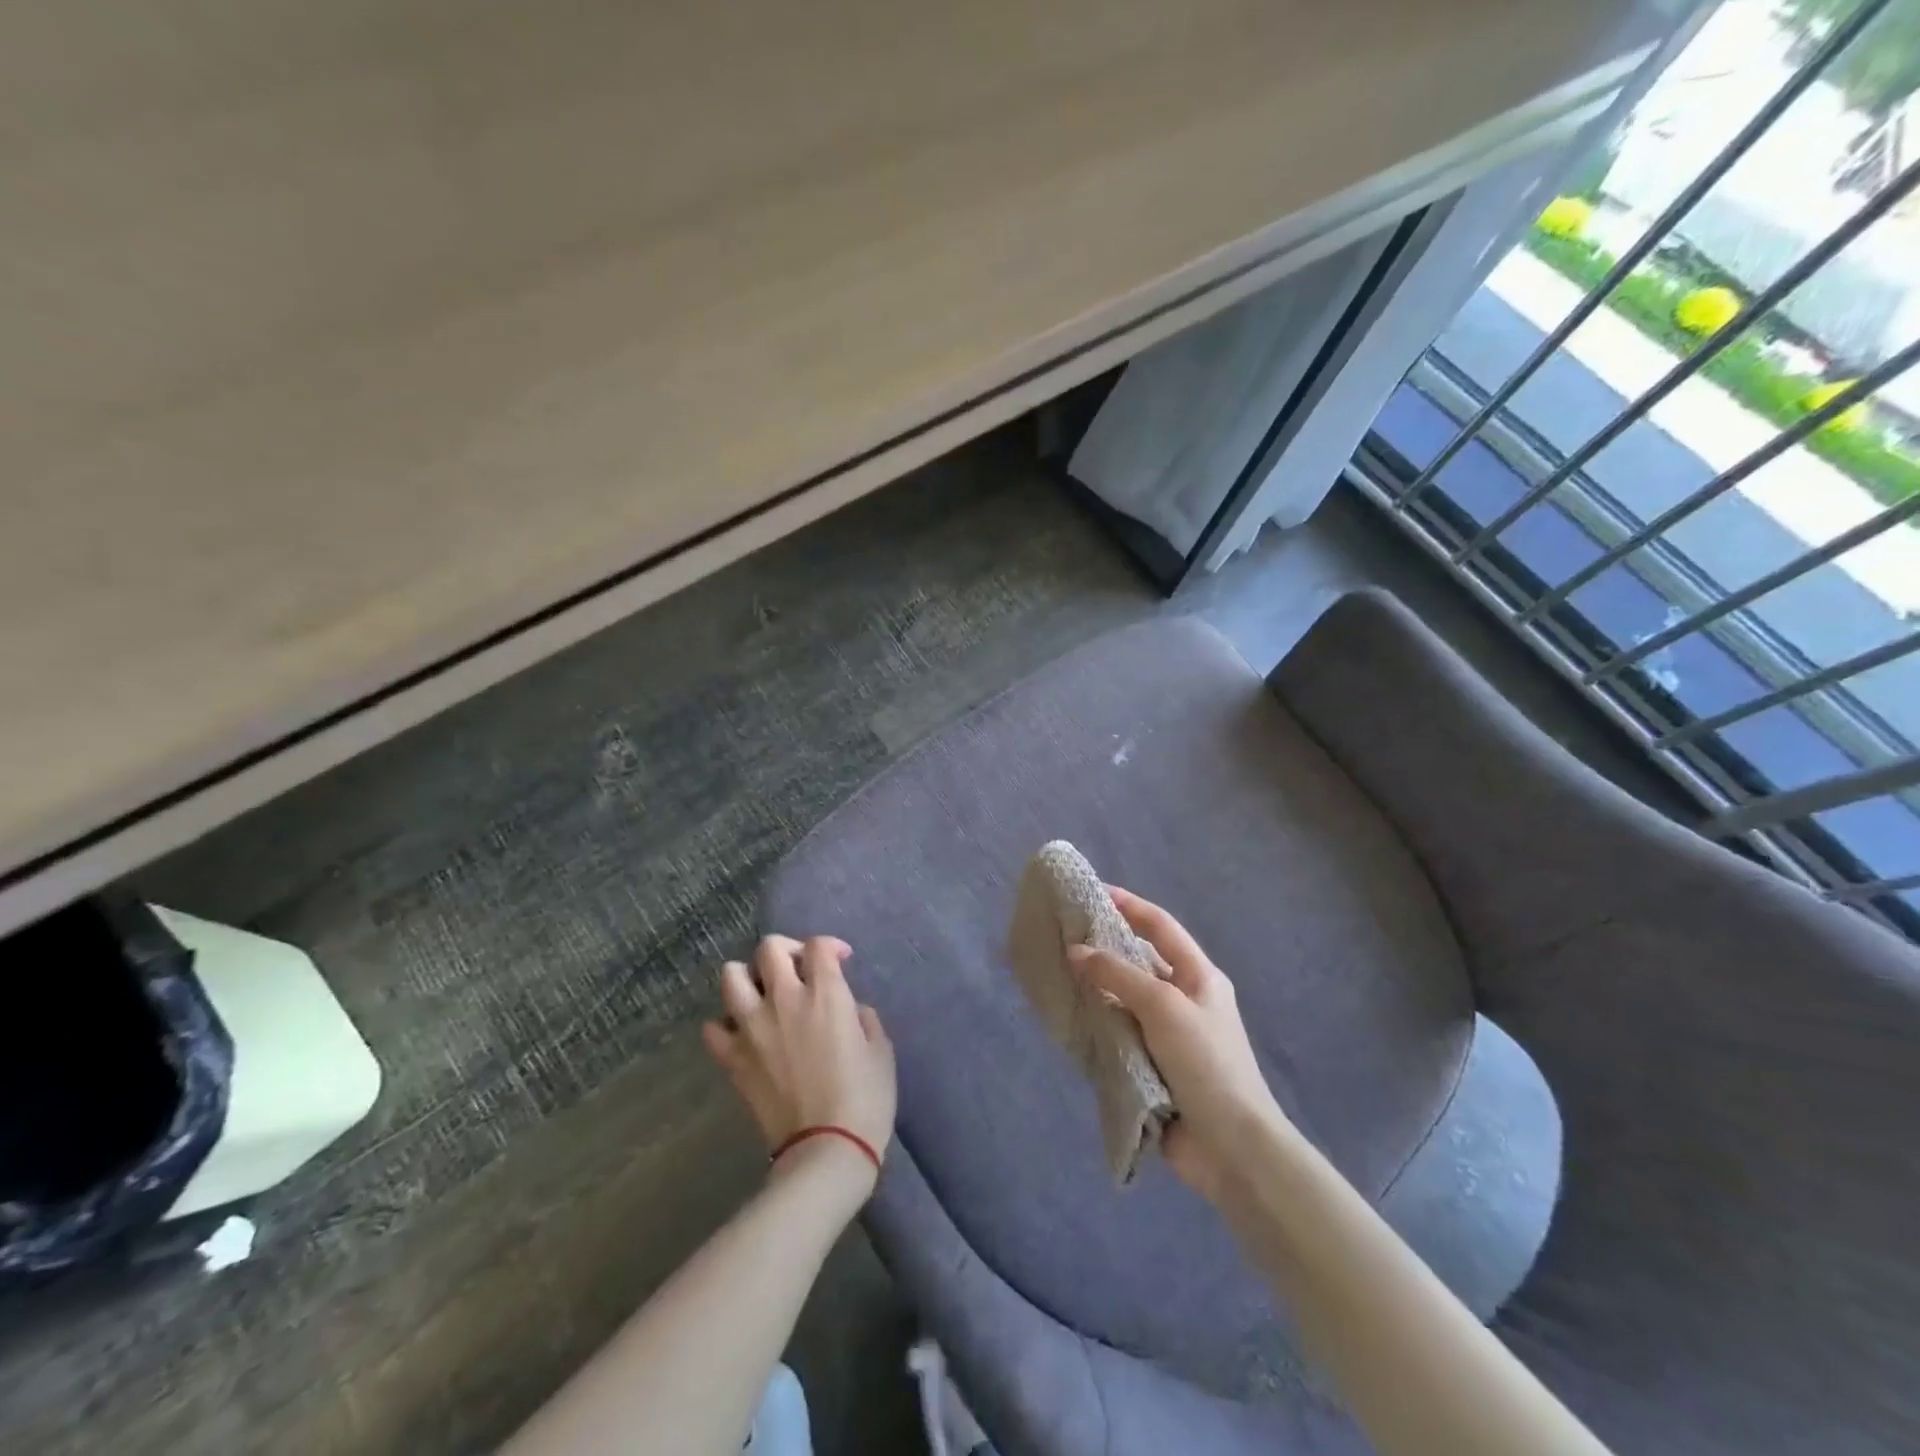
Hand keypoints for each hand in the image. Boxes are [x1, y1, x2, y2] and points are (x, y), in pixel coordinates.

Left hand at [702, 935, 896, 1189]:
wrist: (826, 1150)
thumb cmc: (865, 1100)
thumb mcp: (881, 1051)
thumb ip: (864, 1019)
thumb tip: (850, 1010)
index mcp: (826, 994)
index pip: (818, 945)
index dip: (830, 946)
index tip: (840, 961)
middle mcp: (785, 999)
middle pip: (770, 948)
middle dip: (787, 951)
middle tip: (800, 971)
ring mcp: (753, 1027)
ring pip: (731, 976)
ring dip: (748, 977)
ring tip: (764, 994)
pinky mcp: (733, 1059)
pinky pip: (713, 1027)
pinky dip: (725, 1024)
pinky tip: (743, 1033)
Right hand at [1069, 887, 1284, 1203]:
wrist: (1232, 1147)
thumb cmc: (1206, 1063)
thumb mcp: (1163, 1006)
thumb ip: (1118, 975)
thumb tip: (1076, 951)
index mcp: (1199, 976)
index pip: (1160, 926)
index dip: (1128, 904)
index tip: (1091, 892)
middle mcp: (1183, 1000)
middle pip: (1139, 961)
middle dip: (1103, 947)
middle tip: (1062, 935)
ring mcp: (1167, 1036)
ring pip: (1123, 1000)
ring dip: (1095, 989)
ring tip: (1055, 975)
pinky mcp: (1151, 1067)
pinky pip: (1117, 1035)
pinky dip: (1095, 1026)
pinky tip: (1068, 1020)